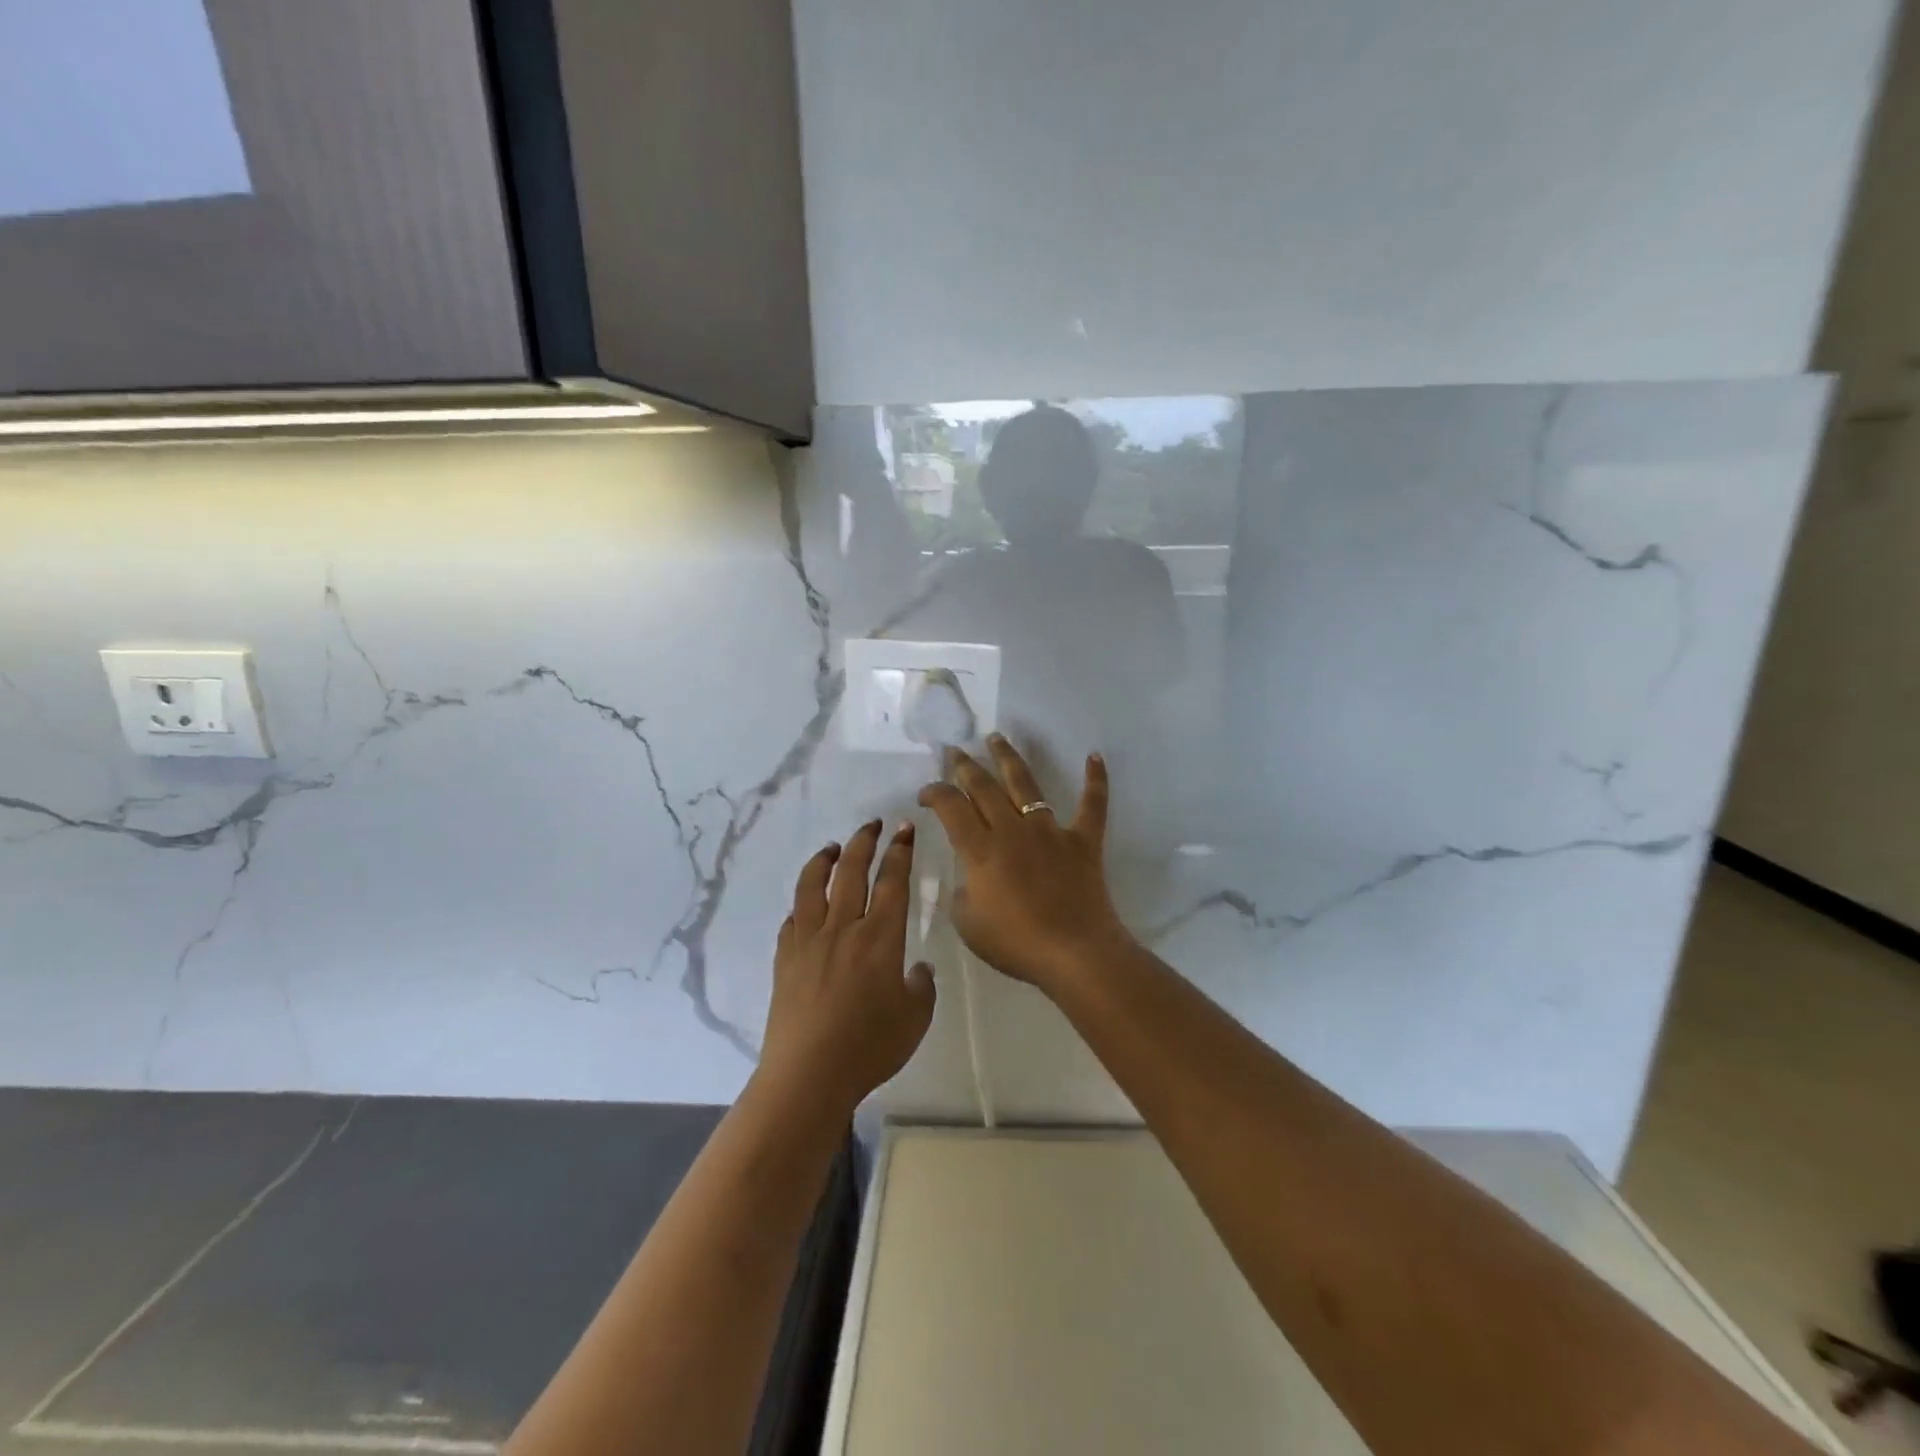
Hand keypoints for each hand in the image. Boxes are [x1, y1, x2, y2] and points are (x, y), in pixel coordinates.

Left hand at [757, 820, 935, 1115]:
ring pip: (813, 886)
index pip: (892, 881)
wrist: (809, 1075)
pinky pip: (792, 919)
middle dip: (864, 841)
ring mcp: (809, 941)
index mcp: (880, 938)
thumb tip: (919, 970)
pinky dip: (801, 904)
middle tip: (873, 824)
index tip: (905, 830)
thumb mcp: (915, 1019)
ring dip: (824, 860)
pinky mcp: (785, 959)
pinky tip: (804, 905)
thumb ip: (921, 988)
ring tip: (832, 847)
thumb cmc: (869, 1047)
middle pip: (851, 870)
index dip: (900, 851)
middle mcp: (843, 928)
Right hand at [918, 736, 1135, 992]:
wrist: (1074, 953)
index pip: (951, 807)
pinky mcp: (1082, 840)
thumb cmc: (1015, 943)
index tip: (926, 793)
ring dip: (1008, 758)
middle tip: (954, 751)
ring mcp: (1049, 831)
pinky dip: (1095, 779)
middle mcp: (1012, 829)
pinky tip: (1095, 755)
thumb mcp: (967, 923)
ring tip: (996, 738)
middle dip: (965, 766)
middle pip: (983, 787)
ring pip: (1026, 784)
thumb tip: (971, 874)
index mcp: (981, 849)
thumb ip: (962, 891)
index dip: (934, 793)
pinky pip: (1092, 804)